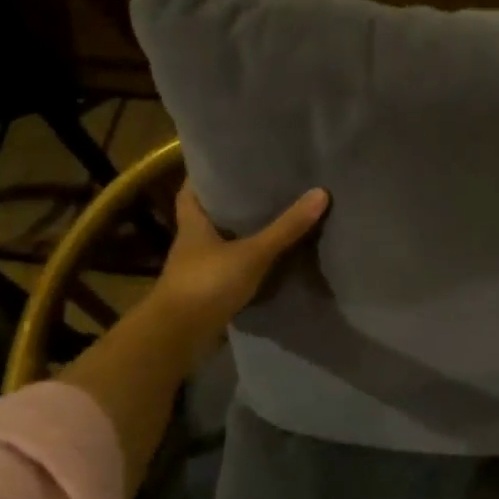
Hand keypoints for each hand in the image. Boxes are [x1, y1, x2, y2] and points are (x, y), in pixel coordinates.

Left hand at [151, 182, 329, 357]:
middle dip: (231, 202)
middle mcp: (192, 242)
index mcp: (193, 223)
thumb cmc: (207, 284)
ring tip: (272, 216)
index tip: (227, 161)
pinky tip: (268, 257)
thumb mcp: (252, 253)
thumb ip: (285, 228)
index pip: (192, 189)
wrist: (177, 338)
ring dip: (240, 233)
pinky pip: (230, 268)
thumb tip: (321, 192)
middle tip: (262, 185)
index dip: (205, 174)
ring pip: (221, 242)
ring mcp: (198, 269)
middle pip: (209, 214)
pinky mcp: (208, 292)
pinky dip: (245, 261)